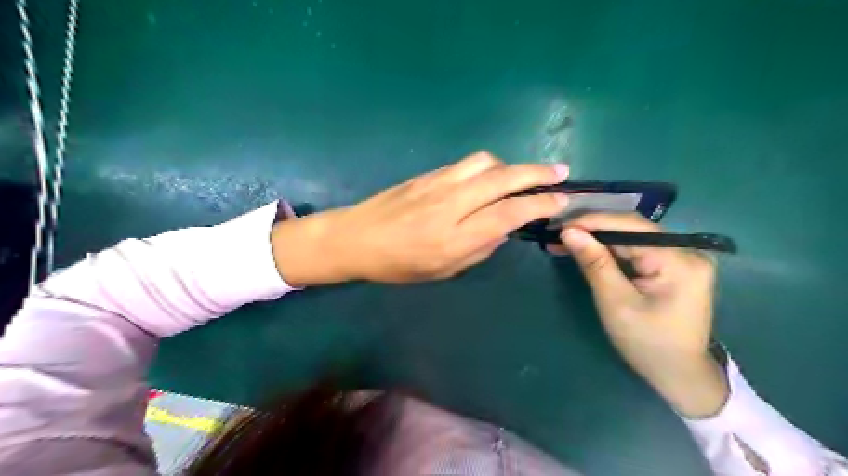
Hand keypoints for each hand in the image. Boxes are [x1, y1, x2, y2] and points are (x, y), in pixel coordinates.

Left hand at [272, 153, 568, 284]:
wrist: (356, 238)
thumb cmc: (398, 264)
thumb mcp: (443, 271)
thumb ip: (479, 249)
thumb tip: (504, 229)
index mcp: (455, 237)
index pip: (509, 213)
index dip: (540, 204)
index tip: (561, 200)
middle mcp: (451, 204)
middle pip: (503, 179)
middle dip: (537, 173)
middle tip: (559, 172)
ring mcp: (438, 183)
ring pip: (485, 162)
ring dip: (510, 166)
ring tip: (521, 176)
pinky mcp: (428, 174)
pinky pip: (465, 164)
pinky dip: (486, 167)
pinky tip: (488, 177)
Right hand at [558, 213, 728, 417]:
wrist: (679, 375)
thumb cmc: (647, 343)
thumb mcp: (615, 302)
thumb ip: (594, 263)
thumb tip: (569, 231)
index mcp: (679, 260)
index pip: (631, 226)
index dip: (593, 221)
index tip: (560, 225)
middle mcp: (687, 251)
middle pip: (632, 230)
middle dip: (593, 231)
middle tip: (558, 234)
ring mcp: (682, 258)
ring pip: (632, 238)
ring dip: (599, 239)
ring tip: (566, 241)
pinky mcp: (674, 266)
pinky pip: (637, 250)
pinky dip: (611, 250)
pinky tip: (589, 250)